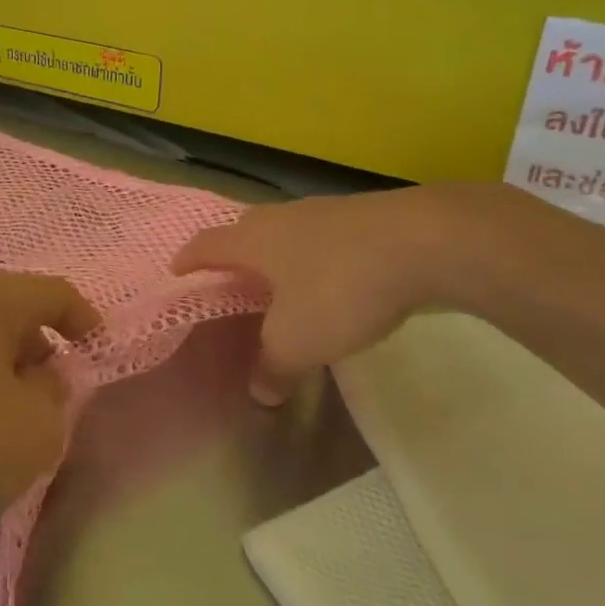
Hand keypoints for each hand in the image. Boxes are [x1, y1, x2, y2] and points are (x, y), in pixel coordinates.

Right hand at [173, 184, 540, 404]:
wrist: (427, 242)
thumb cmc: (340, 288)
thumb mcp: (298, 341)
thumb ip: (273, 367)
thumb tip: (260, 393)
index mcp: (254, 240)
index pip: (206, 245)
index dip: (188, 259)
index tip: (177, 271)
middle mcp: (283, 217)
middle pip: (245, 231)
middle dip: (234, 254)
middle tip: (231, 280)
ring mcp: (326, 212)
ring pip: (288, 232)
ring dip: (280, 255)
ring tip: (283, 283)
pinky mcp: (366, 217)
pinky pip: (325, 237)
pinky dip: (318, 257)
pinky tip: (335, 280)